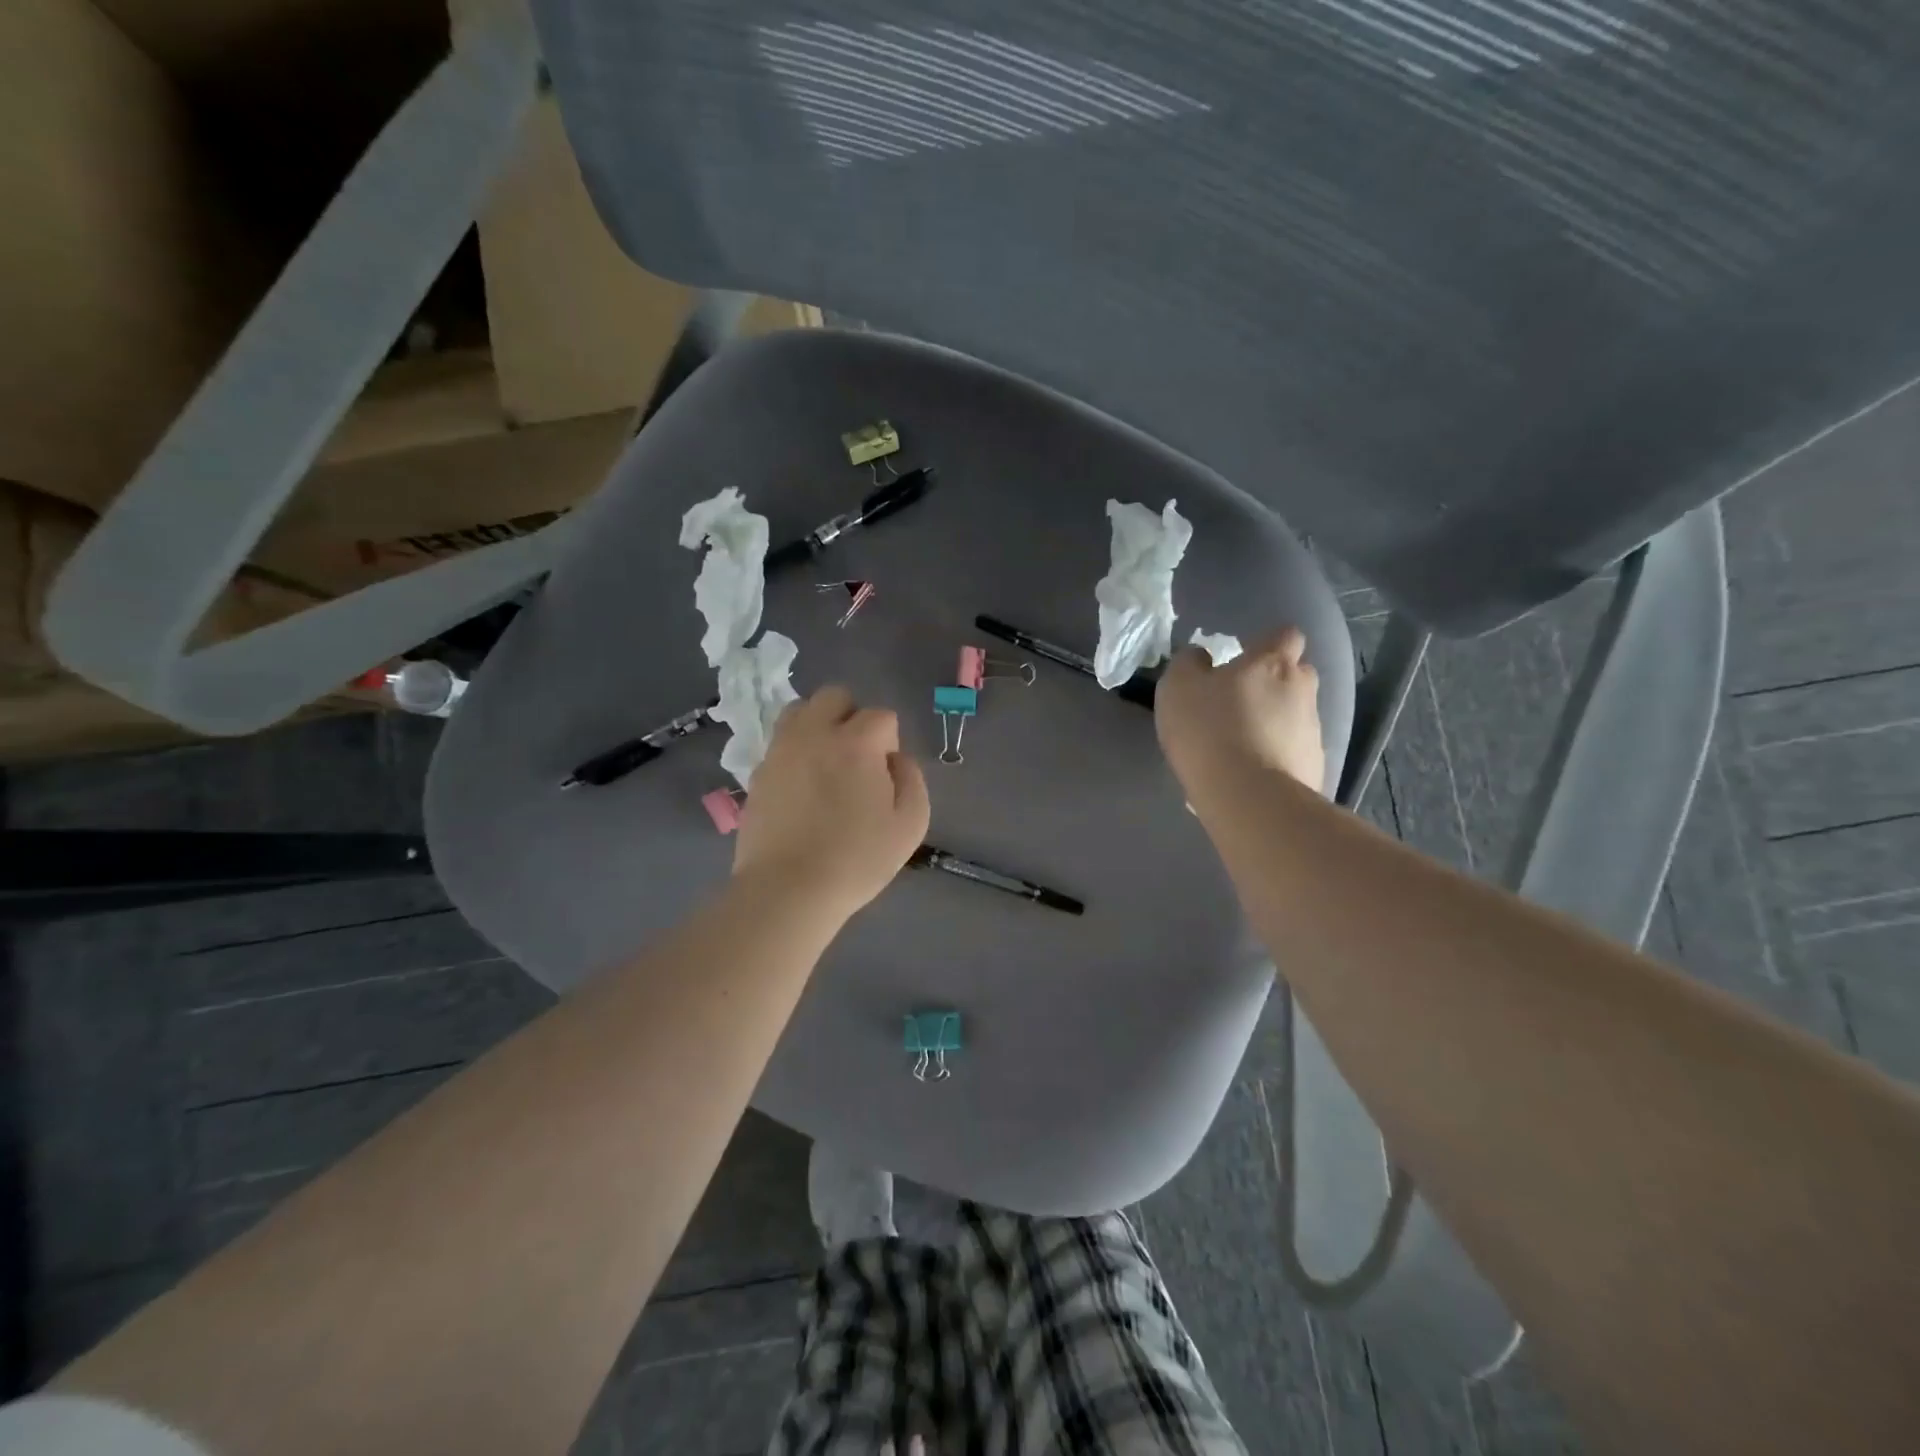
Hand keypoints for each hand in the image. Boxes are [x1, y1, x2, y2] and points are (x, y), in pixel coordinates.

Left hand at [734, 686, 930, 917]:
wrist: (787, 889)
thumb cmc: (857, 859)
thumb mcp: (910, 825)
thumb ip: (911, 779)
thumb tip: (896, 759)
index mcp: (856, 742)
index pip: (881, 716)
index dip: (889, 743)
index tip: (885, 776)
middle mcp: (815, 733)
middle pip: (835, 696)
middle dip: (852, 717)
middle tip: (856, 758)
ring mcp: (781, 750)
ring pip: (800, 710)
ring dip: (818, 725)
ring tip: (825, 762)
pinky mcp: (758, 771)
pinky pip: (780, 742)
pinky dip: (795, 751)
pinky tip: (802, 786)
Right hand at [1155, 627, 1325, 801]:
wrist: (1248, 797)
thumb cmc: (1209, 730)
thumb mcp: (1178, 687)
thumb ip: (1189, 663)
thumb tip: (1201, 657)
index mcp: (1272, 663)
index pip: (1285, 635)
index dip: (1267, 643)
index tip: (1244, 658)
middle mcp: (1302, 689)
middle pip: (1296, 674)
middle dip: (1274, 683)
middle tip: (1240, 701)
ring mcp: (1313, 730)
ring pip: (1296, 715)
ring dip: (1274, 722)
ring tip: (1241, 745)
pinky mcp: (1315, 766)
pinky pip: (1294, 751)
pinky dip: (1277, 756)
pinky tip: (1251, 773)